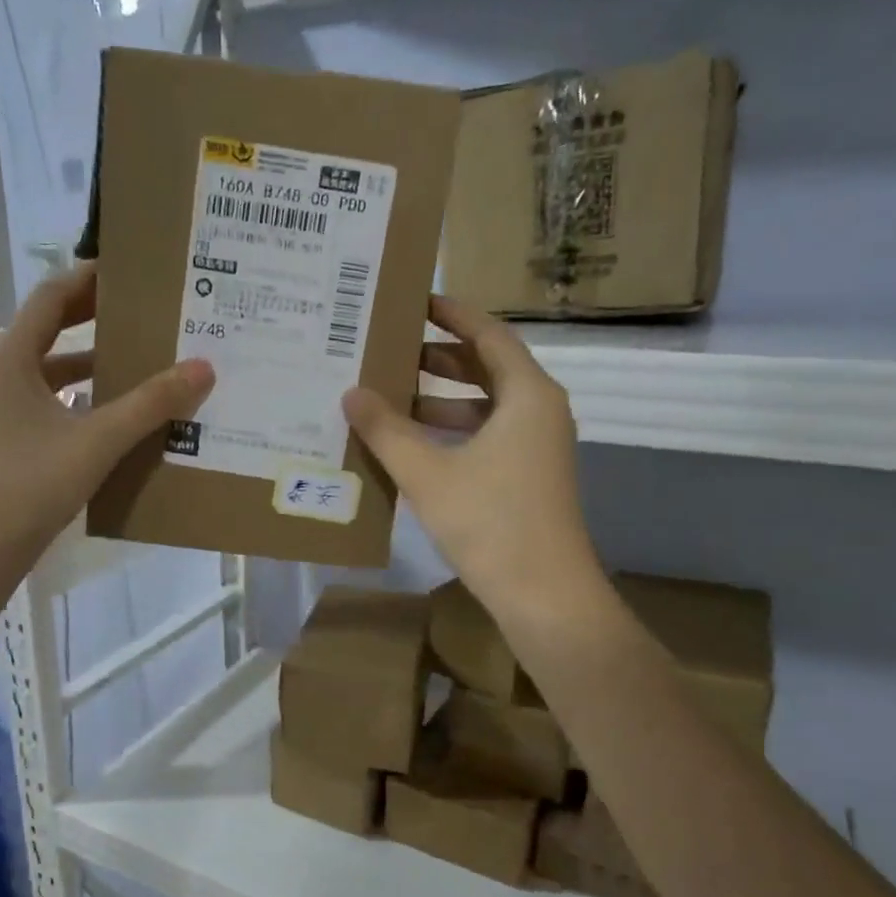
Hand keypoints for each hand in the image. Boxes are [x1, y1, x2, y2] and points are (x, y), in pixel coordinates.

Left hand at [0, 262, 213, 559]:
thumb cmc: (30, 483)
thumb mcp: (97, 440)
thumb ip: (151, 403)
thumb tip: (203, 367)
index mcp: (10, 357)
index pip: (53, 296)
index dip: (92, 278)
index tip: (134, 270)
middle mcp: (0, 373)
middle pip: (52, 330)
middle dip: (98, 319)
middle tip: (147, 311)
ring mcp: (0, 408)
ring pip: (53, 371)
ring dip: (95, 364)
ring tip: (145, 362)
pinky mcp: (8, 438)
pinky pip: (52, 403)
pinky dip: (84, 399)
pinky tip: (118, 415)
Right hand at [341, 296, 604, 639]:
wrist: (545, 596)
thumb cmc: (490, 523)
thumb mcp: (428, 473)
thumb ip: (387, 430)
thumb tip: (351, 393)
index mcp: (527, 395)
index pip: (489, 334)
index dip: (453, 314)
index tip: (416, 300)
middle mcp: (539, 412)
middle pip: (487, 367)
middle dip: (440, 357)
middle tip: (390, 347)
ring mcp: (537, 447)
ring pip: (485, 406)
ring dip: (441, 398)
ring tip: (390, 394)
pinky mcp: (528, 477)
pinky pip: (487, 436)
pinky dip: (452, 431)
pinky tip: (412, 444)